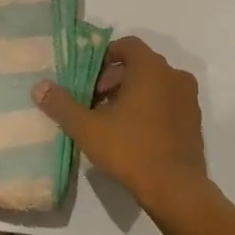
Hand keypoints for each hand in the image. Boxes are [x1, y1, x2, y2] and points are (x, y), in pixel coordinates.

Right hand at [32, 37, 205, 201]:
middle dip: (114, 79)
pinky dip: (150, 108)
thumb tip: (40, 87)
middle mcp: (175, 76)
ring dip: (132, 94)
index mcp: (152, 68)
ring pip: (155, 85)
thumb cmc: (131, 149)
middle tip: (95, 102)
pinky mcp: (195, 121)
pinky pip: (168, 103)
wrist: (176, 189)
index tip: (88, 78)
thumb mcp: (88, 128)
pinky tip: (133, 134)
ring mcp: (189, 99)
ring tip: (110, 120)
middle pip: (140, 65)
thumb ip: (62, 105)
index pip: (127, 45)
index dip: (104, 57)